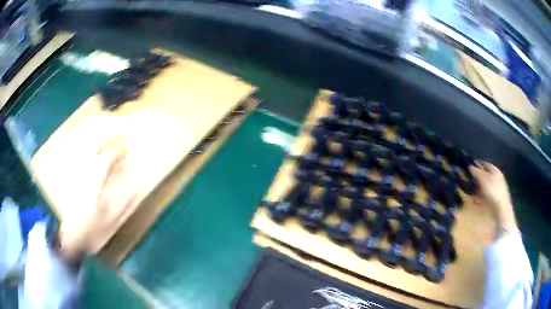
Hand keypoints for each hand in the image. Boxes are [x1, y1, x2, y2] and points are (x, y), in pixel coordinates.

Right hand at [468, 160, 516, 233]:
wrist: (501, 209)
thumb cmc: (493, 191)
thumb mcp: (483, 179)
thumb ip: (476, 172)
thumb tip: (470, 166)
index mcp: (495, 170)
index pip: (485, 164)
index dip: (478, 163)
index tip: (469, 165)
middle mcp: (496, 178)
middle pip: (485, 175)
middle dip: (477, 177)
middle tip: (468, 179)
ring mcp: (496, 189)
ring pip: (485, 186)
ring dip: (478, 188)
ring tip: (470, 190)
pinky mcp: (494, 199)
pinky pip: (485, 195)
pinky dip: (480, 197)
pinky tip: (475, 200)